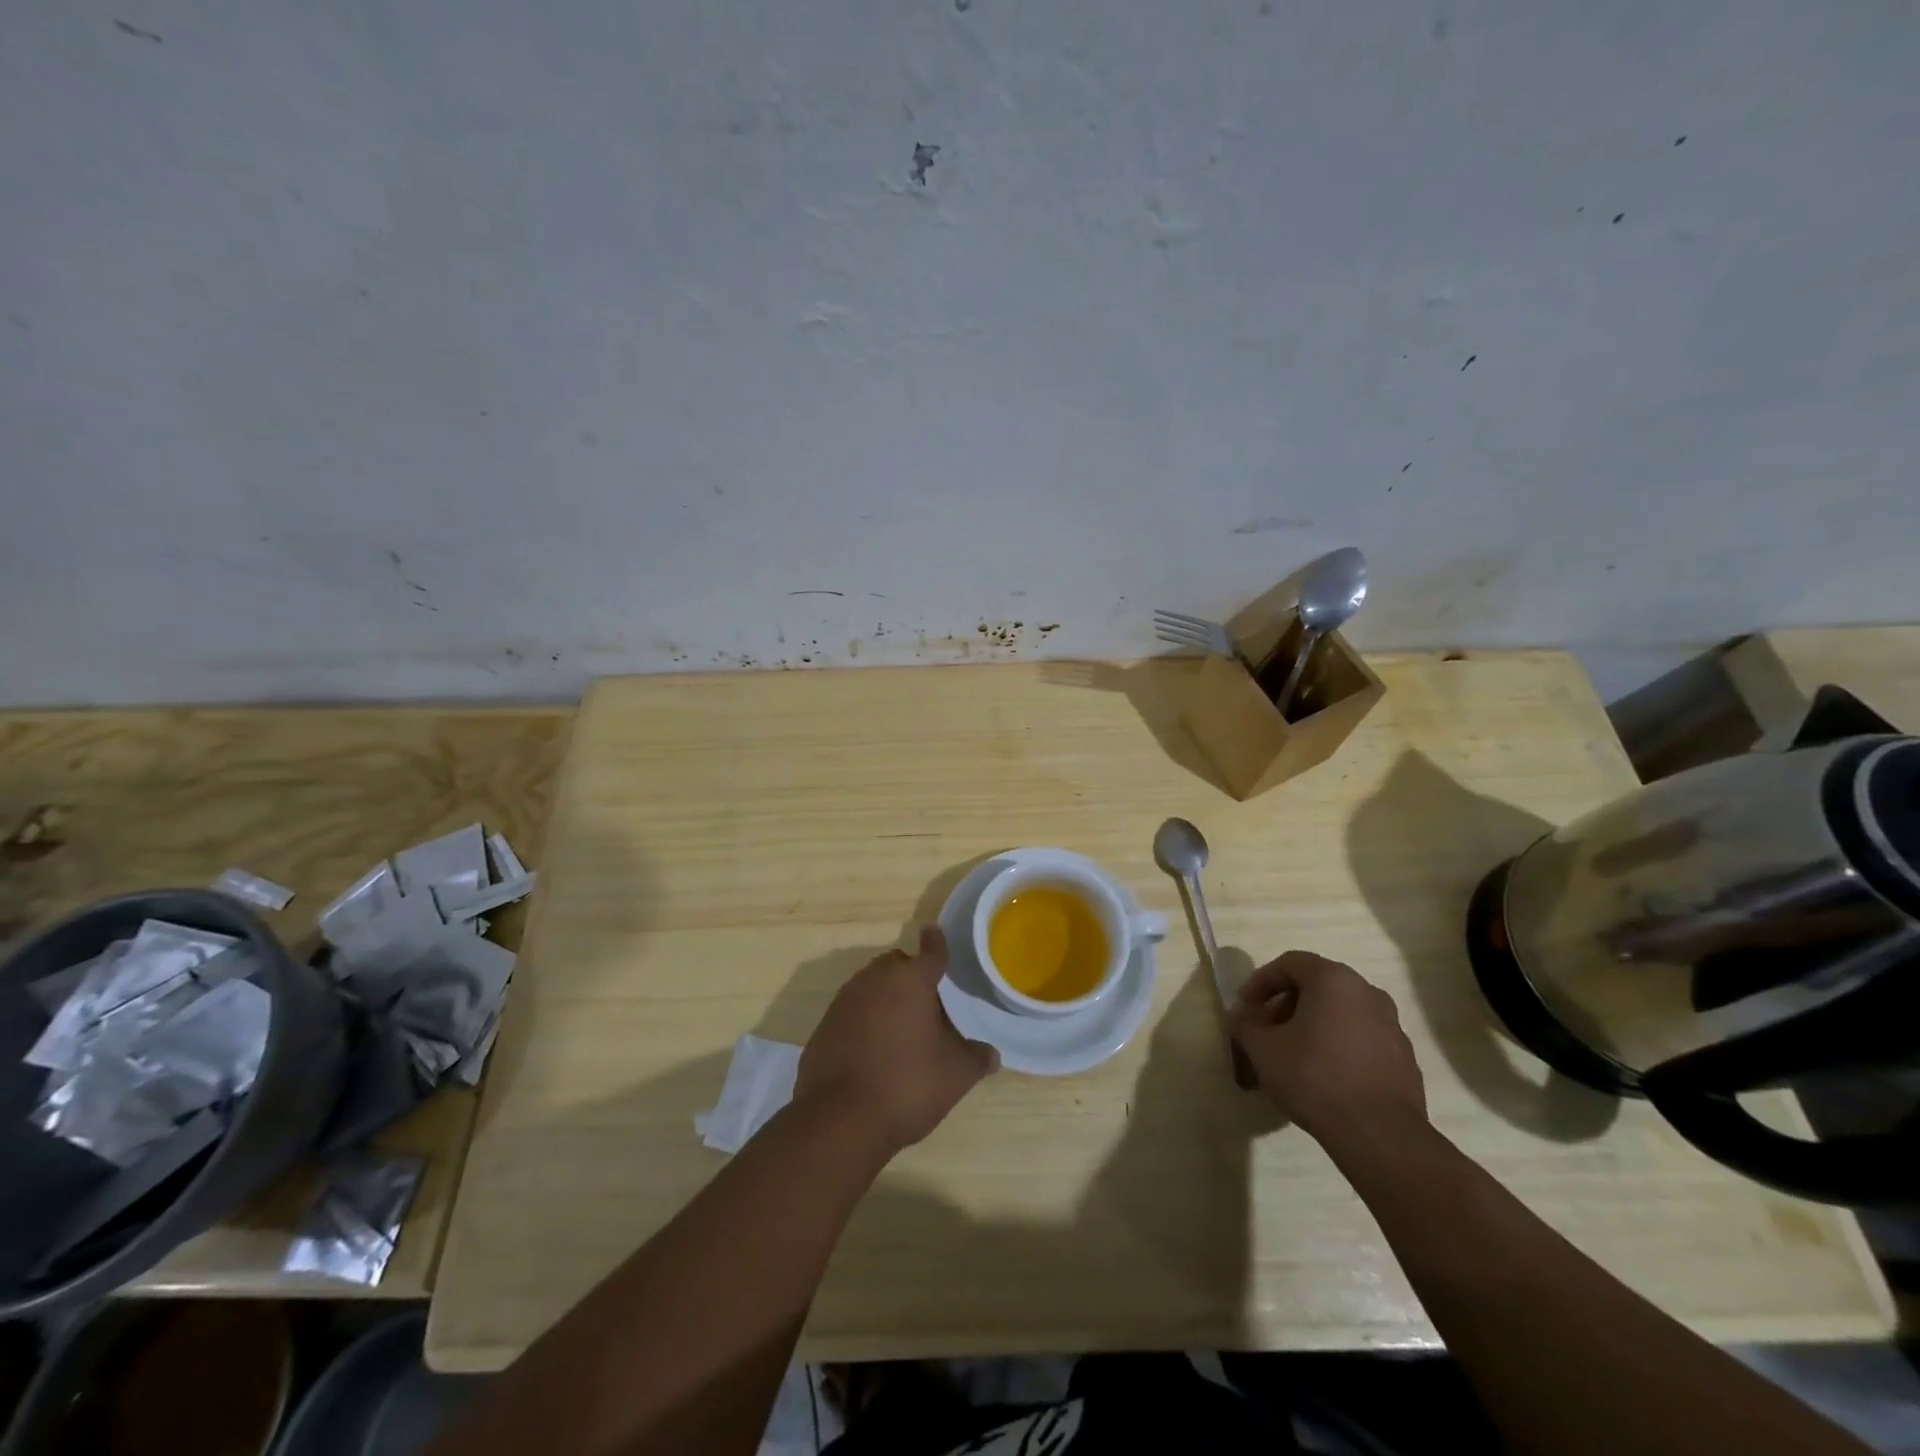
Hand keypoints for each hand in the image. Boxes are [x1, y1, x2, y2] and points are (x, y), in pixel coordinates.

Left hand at [796, 926, 997, 1154]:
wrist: (839, 1119)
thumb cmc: (907, 1084)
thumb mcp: (955, 1075)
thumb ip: (976, 1058)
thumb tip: (991, 1055)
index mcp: (911, 981)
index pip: (931, 951)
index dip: (937, 943)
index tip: (934, 932)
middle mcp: (875, 980)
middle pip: (896, 965)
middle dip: (910, 974)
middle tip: (926, 1002)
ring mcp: (845, 1001)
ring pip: (870, 985)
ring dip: (885, 996)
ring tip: (900, 1027)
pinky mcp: (824, 1026)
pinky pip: (851, 1011)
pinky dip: (863, 1020)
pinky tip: (872, 1049)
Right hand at [1230, 950, 1425, 1145]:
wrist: (1379, 1135)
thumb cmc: (1314, 1077)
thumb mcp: (1263, 1049)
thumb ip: (1247, 1025)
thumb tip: (1245, 1019)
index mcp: (1334, 980)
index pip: (1290, 963)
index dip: (1261, 981)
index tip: (1245, 1006)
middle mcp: (1368, 993)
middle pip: (1317, 985)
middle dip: (1286, 1003)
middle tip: (1266, 1028)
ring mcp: (1392, 1026)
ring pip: (1341, 1012)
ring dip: (1312, 1024)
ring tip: (1292, 1053)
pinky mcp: (1404, 1058)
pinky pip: (1361, 1038)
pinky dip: (1337, 1044)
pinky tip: (1323, 1074)